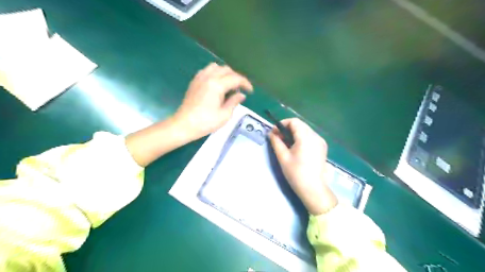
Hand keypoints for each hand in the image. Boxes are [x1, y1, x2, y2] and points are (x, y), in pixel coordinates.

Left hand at [173, 63, 253, 140]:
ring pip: (216, 67)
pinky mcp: (194, 82)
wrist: (184, 125)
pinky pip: (207, 71)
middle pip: (226, 70)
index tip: (250, 91)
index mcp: (217, 85)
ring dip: (225, 73)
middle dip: (236, 78)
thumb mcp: (224, 115)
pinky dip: (215, 74)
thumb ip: (234, 102)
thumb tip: (241, 95)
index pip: (235, 78)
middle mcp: (208, 77)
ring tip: (228, 85)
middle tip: (240, 89)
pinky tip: (216, 84)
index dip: (245, 83)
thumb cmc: (206, 122)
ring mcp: (199, 78)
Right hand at [269, 118, 337, 215]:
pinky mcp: (322, 148)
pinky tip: (295, 148)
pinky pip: (310, 137)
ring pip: (305, 130)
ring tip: (285, 144)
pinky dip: (301, 138)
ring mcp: (321, 142)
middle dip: (287, 128)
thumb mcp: (283, 157)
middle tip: (278, 138)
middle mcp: (316, 136)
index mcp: (306, 137)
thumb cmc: (296, 173)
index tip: (274, 132)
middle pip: (300, 125)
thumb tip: (271, 133)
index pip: (294, 121)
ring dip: (294, 133)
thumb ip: (276, 142)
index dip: (282, 124)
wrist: (313, 189)